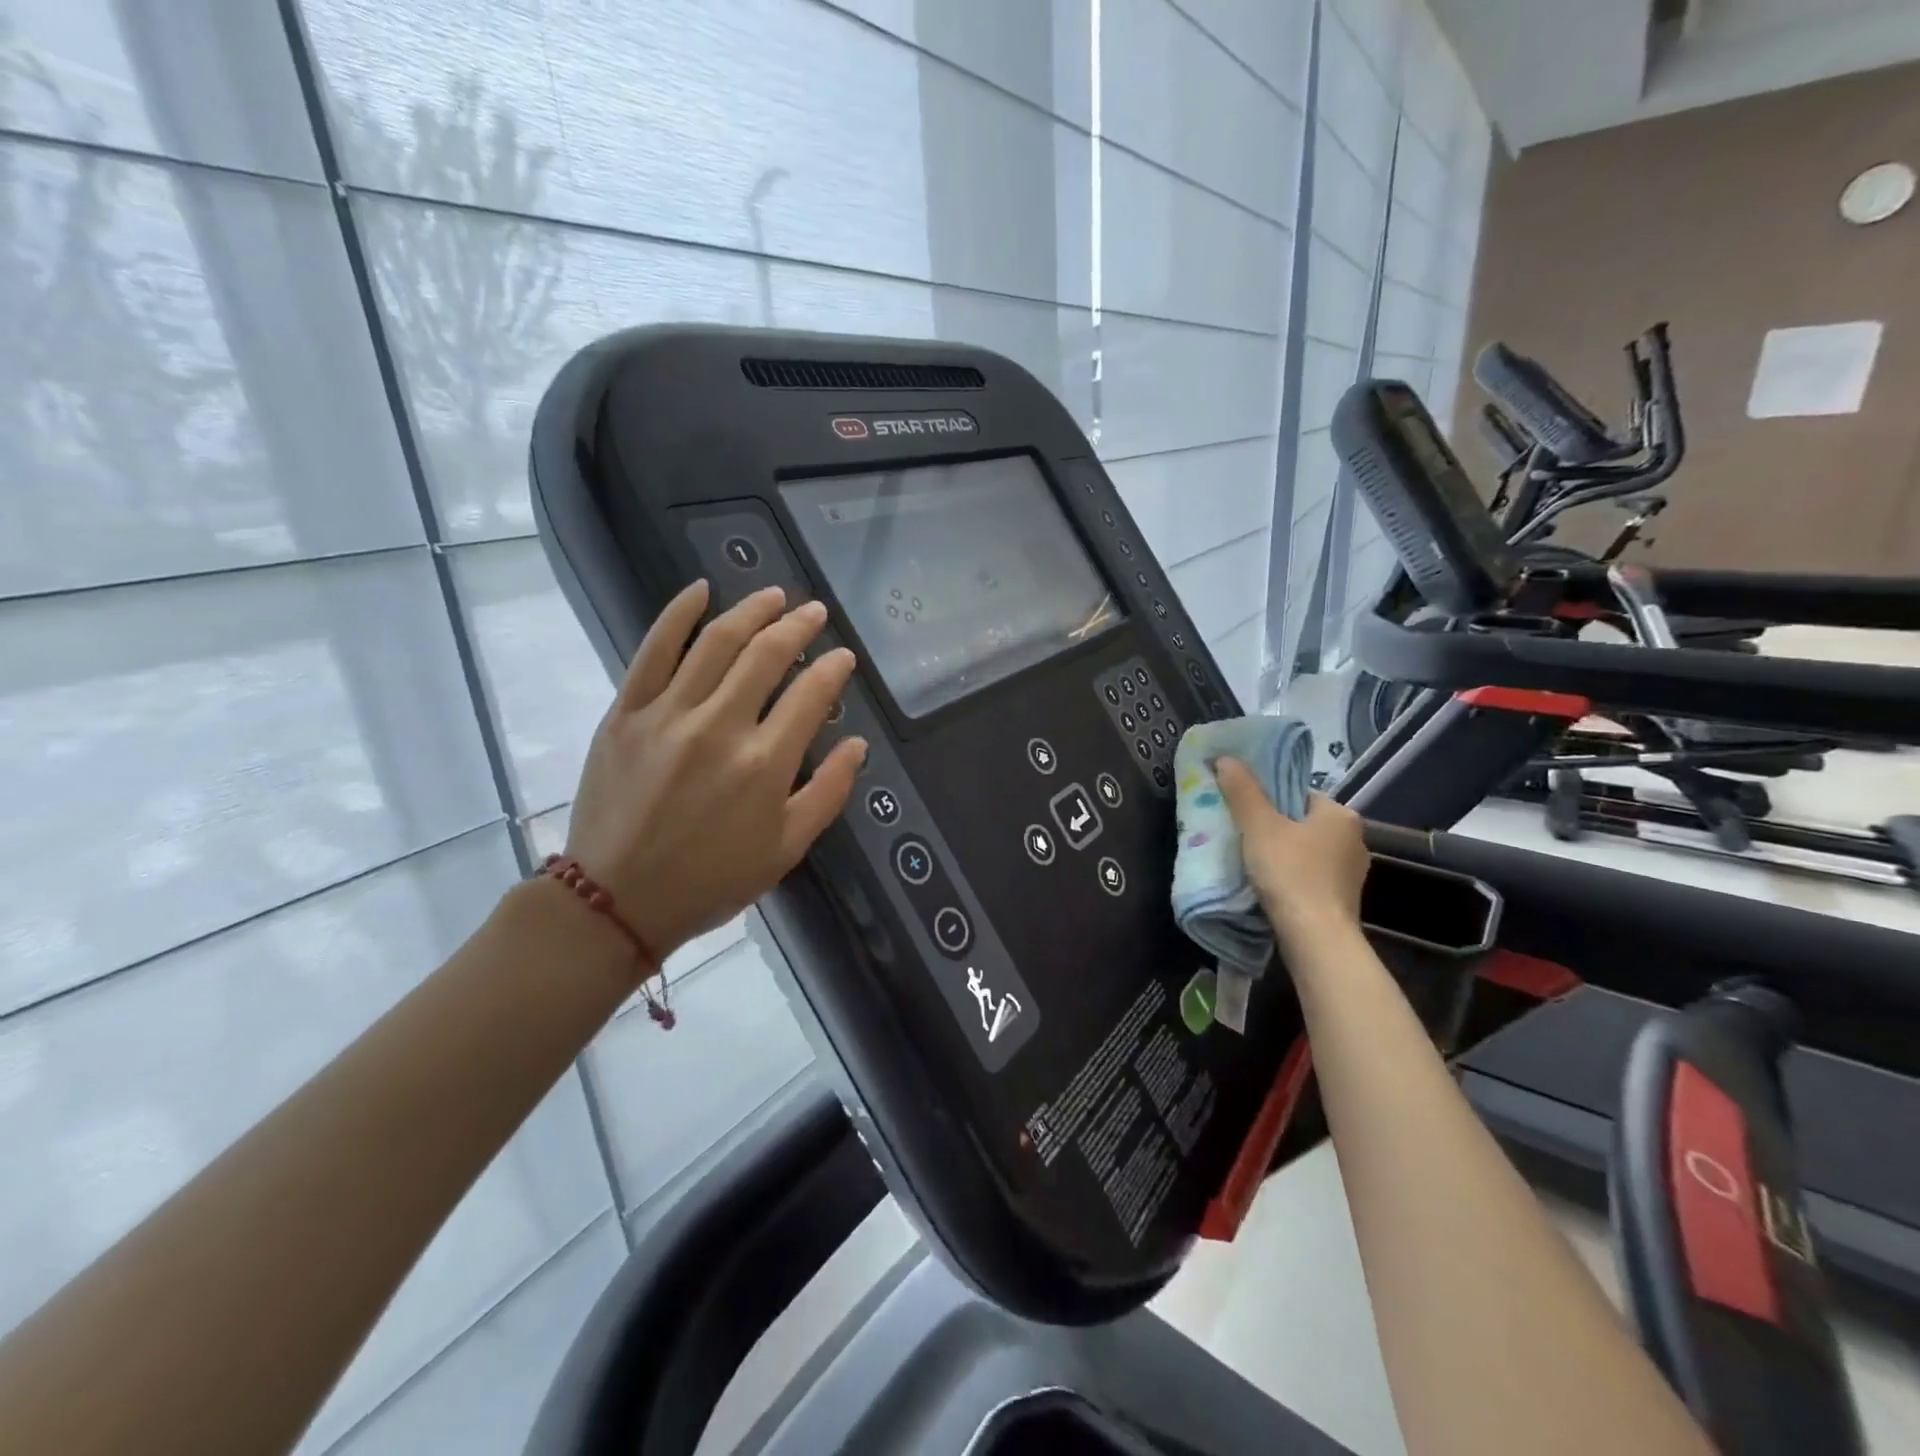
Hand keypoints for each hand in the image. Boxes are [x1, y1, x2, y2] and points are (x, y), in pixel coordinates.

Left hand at [564, 580, 865, 963]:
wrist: (616, 900)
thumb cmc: (711, 880)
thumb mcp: (786, 849)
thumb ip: (828, 793)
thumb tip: (857, 745)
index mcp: (764, 763)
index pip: (811, 694)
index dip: (833, 668)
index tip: (843, 657)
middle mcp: (720, 726)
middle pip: (767, 655)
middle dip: (798, 626)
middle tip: (814, 612)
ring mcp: (668, 714)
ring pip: (716, 643)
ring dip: (751, 611)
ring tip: (773, 596)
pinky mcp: (627, 713)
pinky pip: (653, 650)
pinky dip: (678, 615)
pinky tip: (700, 590)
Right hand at [1215, 761, 1368, 951]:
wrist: (1316, 938)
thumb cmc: (1290, 873)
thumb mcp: (1259, 826)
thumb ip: (1242, 791)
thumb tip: (1225, 758)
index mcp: (1340, 814)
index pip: (1299, 794)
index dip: (1269, 799)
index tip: (1243, 811)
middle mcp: (1355, 839)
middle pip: (1303, 822)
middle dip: (1275, 827)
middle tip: (1241, 835)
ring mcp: (1352, 873)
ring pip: (1307, 851)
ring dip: (1283, 854)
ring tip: (1251, 862)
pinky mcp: (1343, 900)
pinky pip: (1311, 877)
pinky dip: (1291, 877)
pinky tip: (1270, 886)